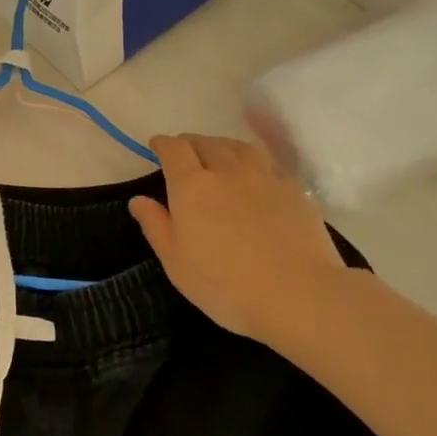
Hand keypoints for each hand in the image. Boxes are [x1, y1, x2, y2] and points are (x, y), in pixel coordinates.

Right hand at [128, 133, 347, 348]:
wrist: (297, 293)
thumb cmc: (225, 285)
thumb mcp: (176, 263)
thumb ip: (155, 226)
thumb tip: (139, 199)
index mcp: (191, 186)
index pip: (174, 150)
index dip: (163, 145)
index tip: (157, 147)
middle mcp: (226, 170)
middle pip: (206, 142)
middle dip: (190, 143)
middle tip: (185, 154)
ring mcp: (264, 176)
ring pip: (239, 146)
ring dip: (222, 145)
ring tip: (218, 156)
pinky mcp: (293, 188)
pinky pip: (267, 161)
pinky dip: (252, 159)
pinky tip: (254, 173)